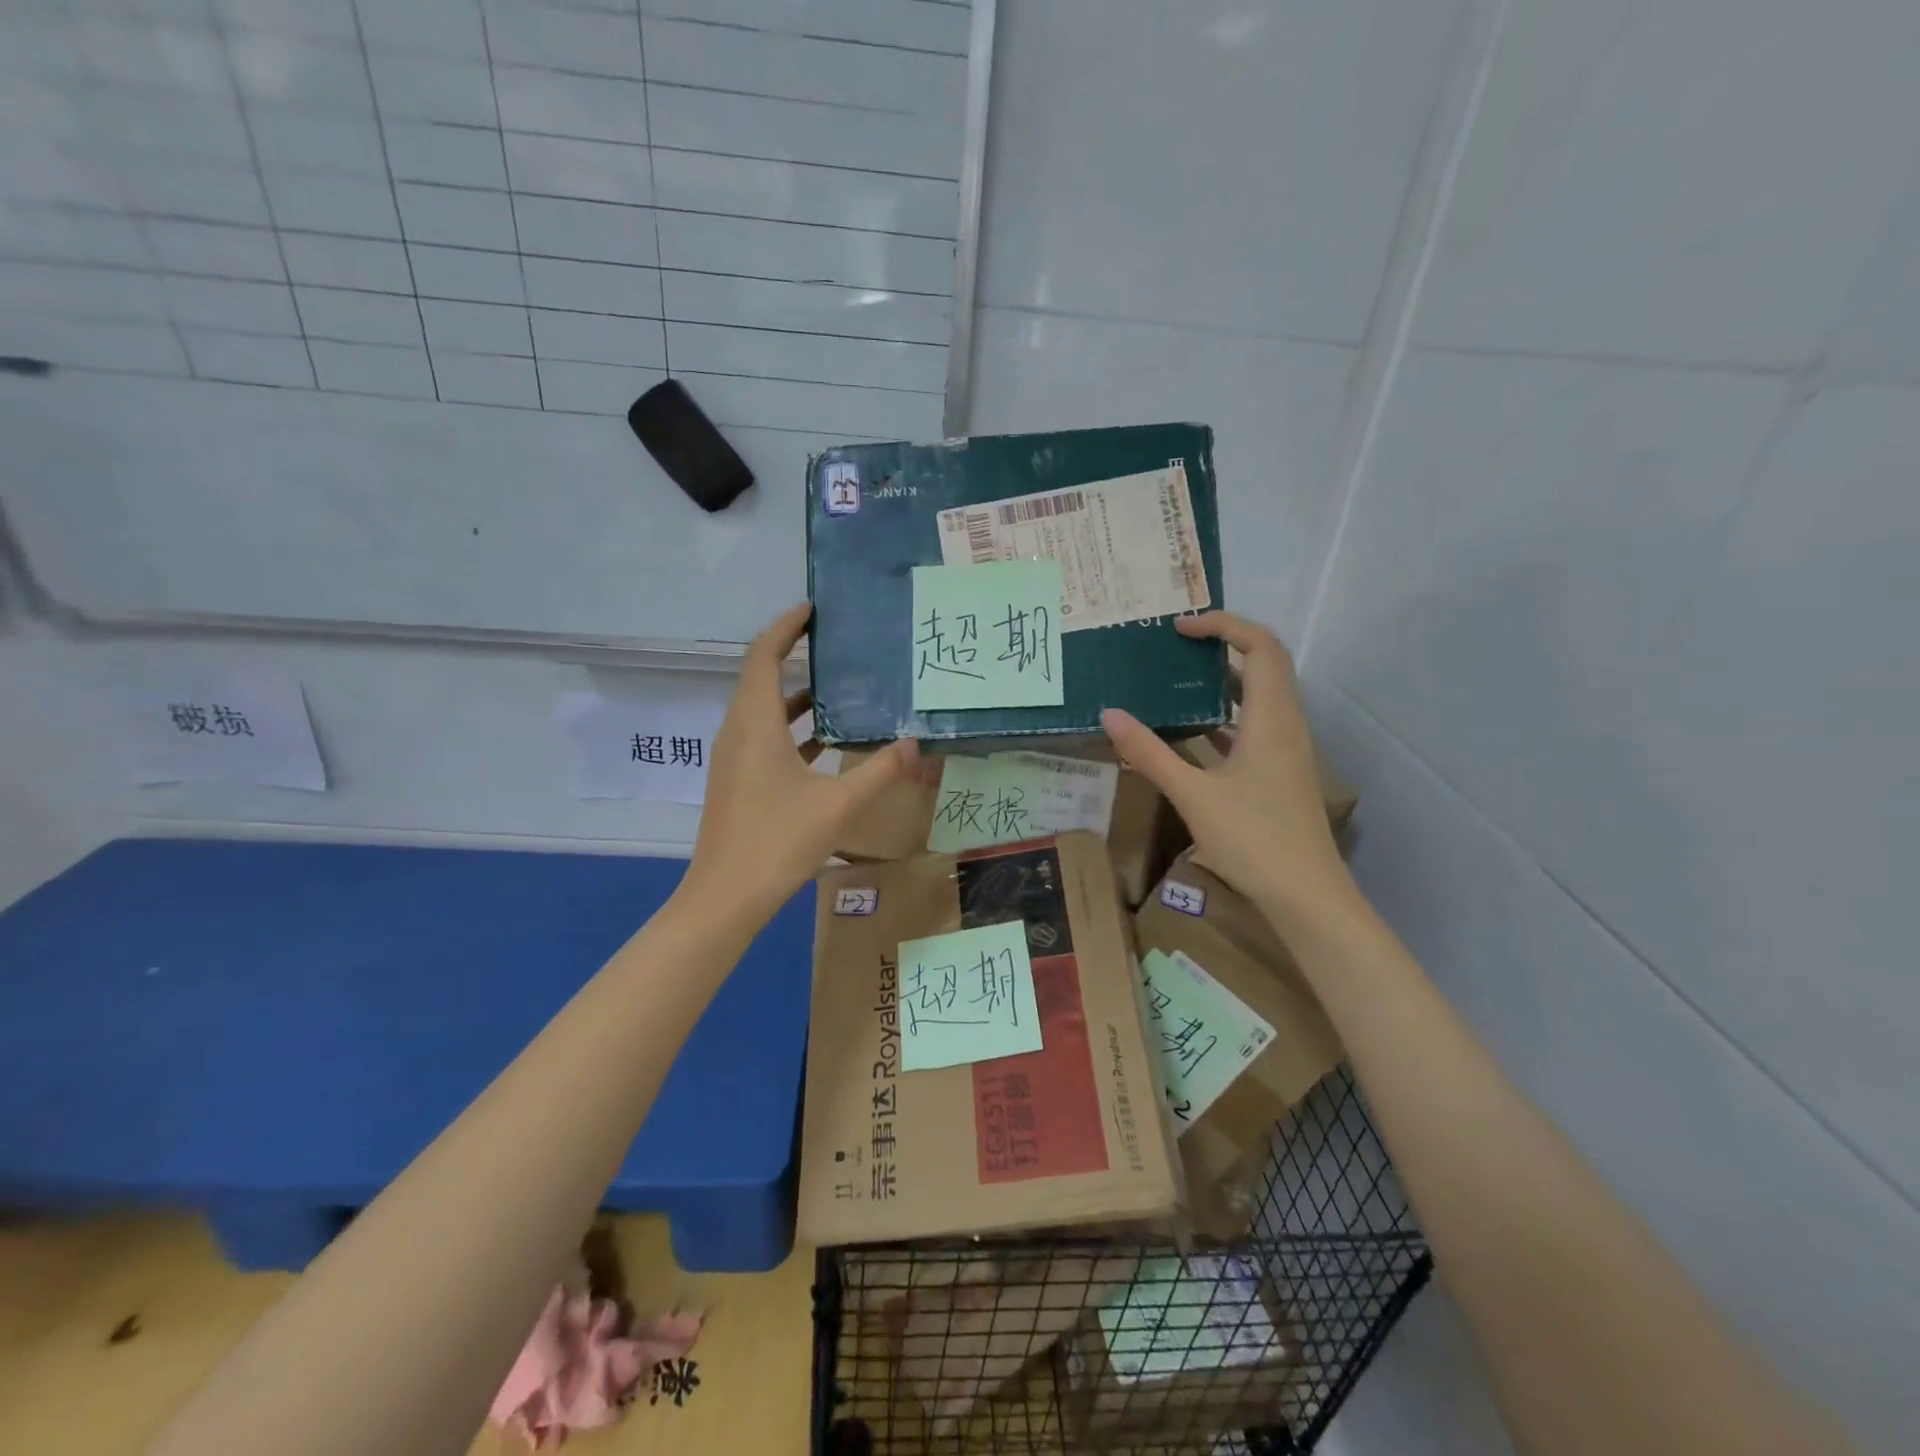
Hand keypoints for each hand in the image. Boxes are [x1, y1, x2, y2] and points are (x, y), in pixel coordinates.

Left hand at [684, 603, 917, 918]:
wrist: (725, 898)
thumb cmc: (777, 842)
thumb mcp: (838, 804)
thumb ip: (880, 770)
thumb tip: (917, 742)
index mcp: (755, 724)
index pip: (763, 656)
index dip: (785, 627)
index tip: (813, 609)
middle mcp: (738, 731)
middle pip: (761, 677)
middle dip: (794, 654)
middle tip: (837, 644)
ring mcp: (733, 758)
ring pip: (764, 710)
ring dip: (797, 696)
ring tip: (841, 689)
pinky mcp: (737, 780)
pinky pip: (764, 737)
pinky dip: (792, 728)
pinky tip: (827, 743)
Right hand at [1101, 612, 1354, 924]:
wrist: (1306, 895)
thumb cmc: (1253, 839)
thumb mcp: (1192, 795)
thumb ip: (1150, 753)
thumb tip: (1110, 715)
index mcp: (1271, 719)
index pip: (1260, 647)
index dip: (1223, 625)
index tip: (1180, 628)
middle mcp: (1287, 724)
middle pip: (1266, 664)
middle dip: (1224, 645)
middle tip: (1177, 647)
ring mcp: (1289, 750)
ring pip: (1263, 695)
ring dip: (1226, 680)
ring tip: (1180, 680)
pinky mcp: (1283, 772)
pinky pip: (1257, 725)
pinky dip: (1228, 714)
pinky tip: (1196, 731)